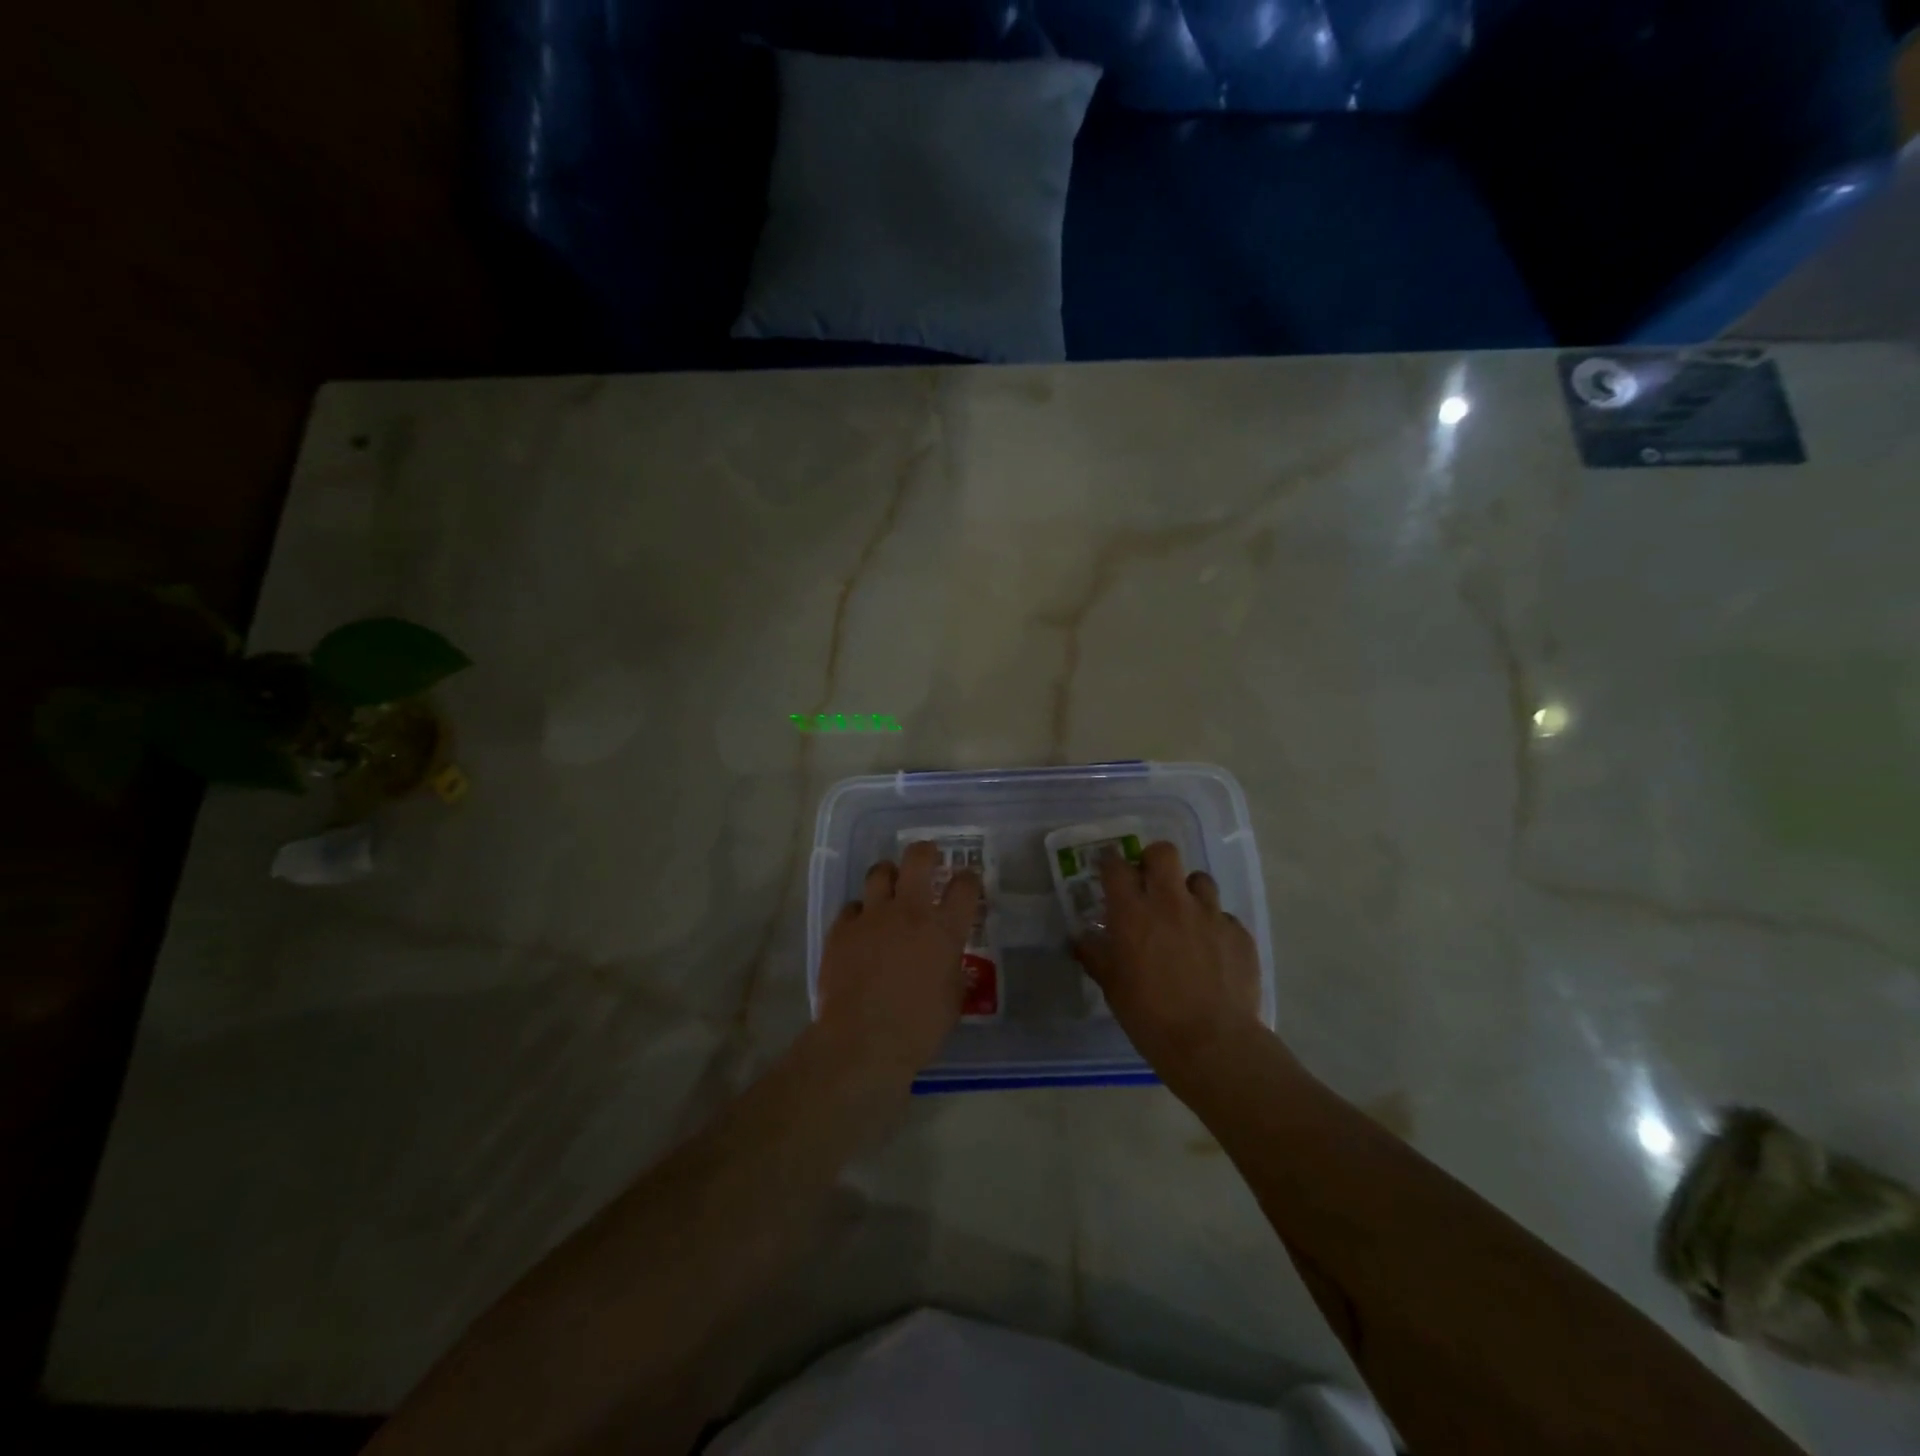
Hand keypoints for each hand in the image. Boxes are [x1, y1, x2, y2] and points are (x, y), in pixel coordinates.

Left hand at [817, 841, 981, 1081]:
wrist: (862, 1042)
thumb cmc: (918, 1028)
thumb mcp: (953, 1001)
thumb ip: (952, 971)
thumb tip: (948, 962)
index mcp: (943, 930)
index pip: (964, 887)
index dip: (969, 877)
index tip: (968, 879)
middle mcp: (909, 912)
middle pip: (918, 859)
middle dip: (925, 852)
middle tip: (928, 857)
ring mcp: (872, 917)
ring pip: (879, 872)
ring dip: (888, 875)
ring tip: (890, 884)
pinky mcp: (841, 930)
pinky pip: (851, 907)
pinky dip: (860, 913)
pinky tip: (861, 926)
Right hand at [1073, 841, 1265, 1078]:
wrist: (1212, 1043)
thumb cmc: (1150, 1015)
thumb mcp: (1112, 986)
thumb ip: (1095, 955)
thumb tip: (1081, 938)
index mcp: (1133, 912)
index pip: (1116, 866)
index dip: (1110, 862)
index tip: (1108, 867)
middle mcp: (1171, 902)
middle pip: (1163, 853)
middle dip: (1153, 860)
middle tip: (1150, 880)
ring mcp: (1209, 915)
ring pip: (1200, 879)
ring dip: (1188, 891)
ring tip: (1185, 915)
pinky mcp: (1238, 933)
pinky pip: (1224, 917)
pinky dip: (1214, 927)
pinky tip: (1212, 951)